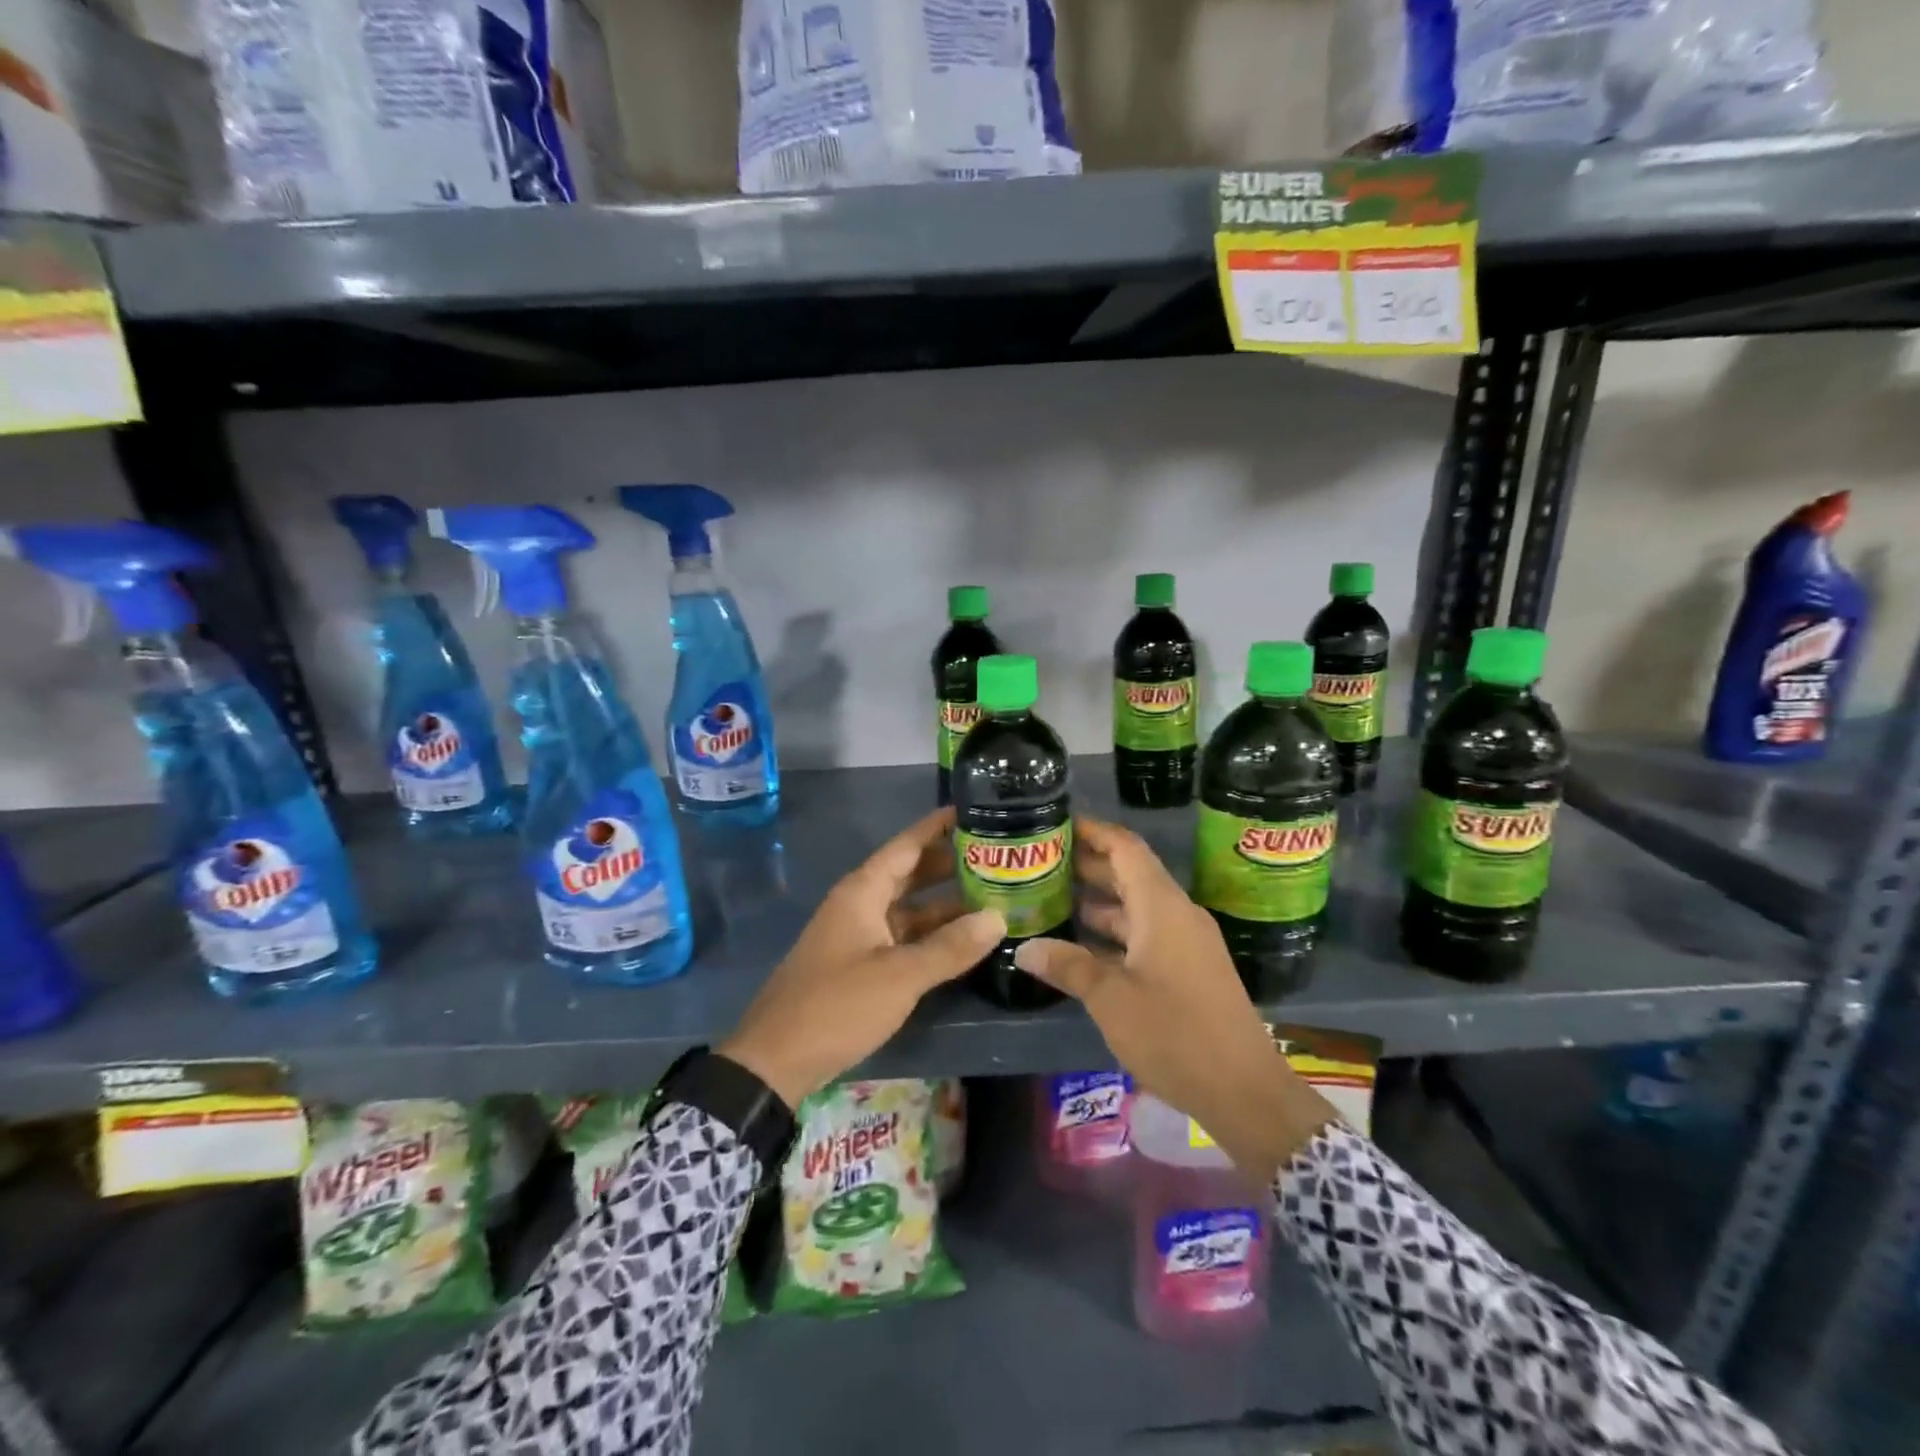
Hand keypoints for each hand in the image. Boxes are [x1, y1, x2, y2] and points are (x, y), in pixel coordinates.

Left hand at [719, 807, 1003, 1107]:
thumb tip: (998, 917)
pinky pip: (902, 938)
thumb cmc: (836, 1006)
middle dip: (949, 865)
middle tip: (996, 857)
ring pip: (908, 909)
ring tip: (992, 898)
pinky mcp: (859, 965)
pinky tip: (962, 942)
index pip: (906, 845)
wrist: (774, 1061)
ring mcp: (858, 936)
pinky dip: (930, 936)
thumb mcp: (899, 976)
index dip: (938, 826)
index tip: (974, 809)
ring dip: (944, 905)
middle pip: (910, 874)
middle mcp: (860, 905)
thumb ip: (950, 947)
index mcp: (862, 892)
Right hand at [1013, 815, 1335, 1180]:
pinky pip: (1148, 933)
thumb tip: (1024, 948)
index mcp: (1162, 907)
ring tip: (1055, 899)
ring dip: (1100, 900)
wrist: (1244, 1090)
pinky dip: (1116, 931)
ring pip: (1138, 906)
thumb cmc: (1174, 1033)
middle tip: (1044, 862)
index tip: (1058, 823)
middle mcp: (1177, 914)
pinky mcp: (1190, 968)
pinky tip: (1084, 946)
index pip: (1126, 848)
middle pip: (1131, 873)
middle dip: (1089, 865)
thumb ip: (1068, 966)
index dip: (1094, 832)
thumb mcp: (1111, 998)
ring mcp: (1187, 942)